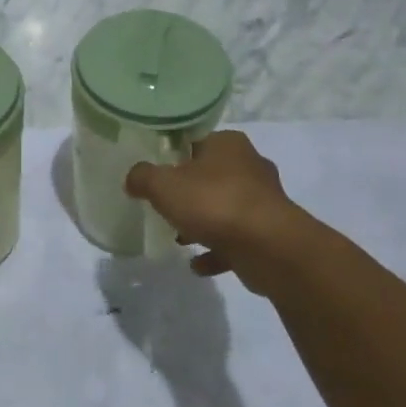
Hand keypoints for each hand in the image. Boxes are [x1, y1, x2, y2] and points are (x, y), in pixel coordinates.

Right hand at [124, 131, 319, 295]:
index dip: (173, 156)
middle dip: (189, 193)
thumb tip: (133, 178)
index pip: (195, 142)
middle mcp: (251, 166)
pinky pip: (236, 240)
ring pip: (224, 208)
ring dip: (202, 223)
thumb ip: (142, 177)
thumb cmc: (214, 203)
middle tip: (165, 207)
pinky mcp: (271, 233)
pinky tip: (198, 264)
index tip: (156, 174)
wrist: (269, 247)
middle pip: (211, 176)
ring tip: (179, 239)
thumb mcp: (163, 185)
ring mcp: (264, 201)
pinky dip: (218, 251)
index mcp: (228, 144)